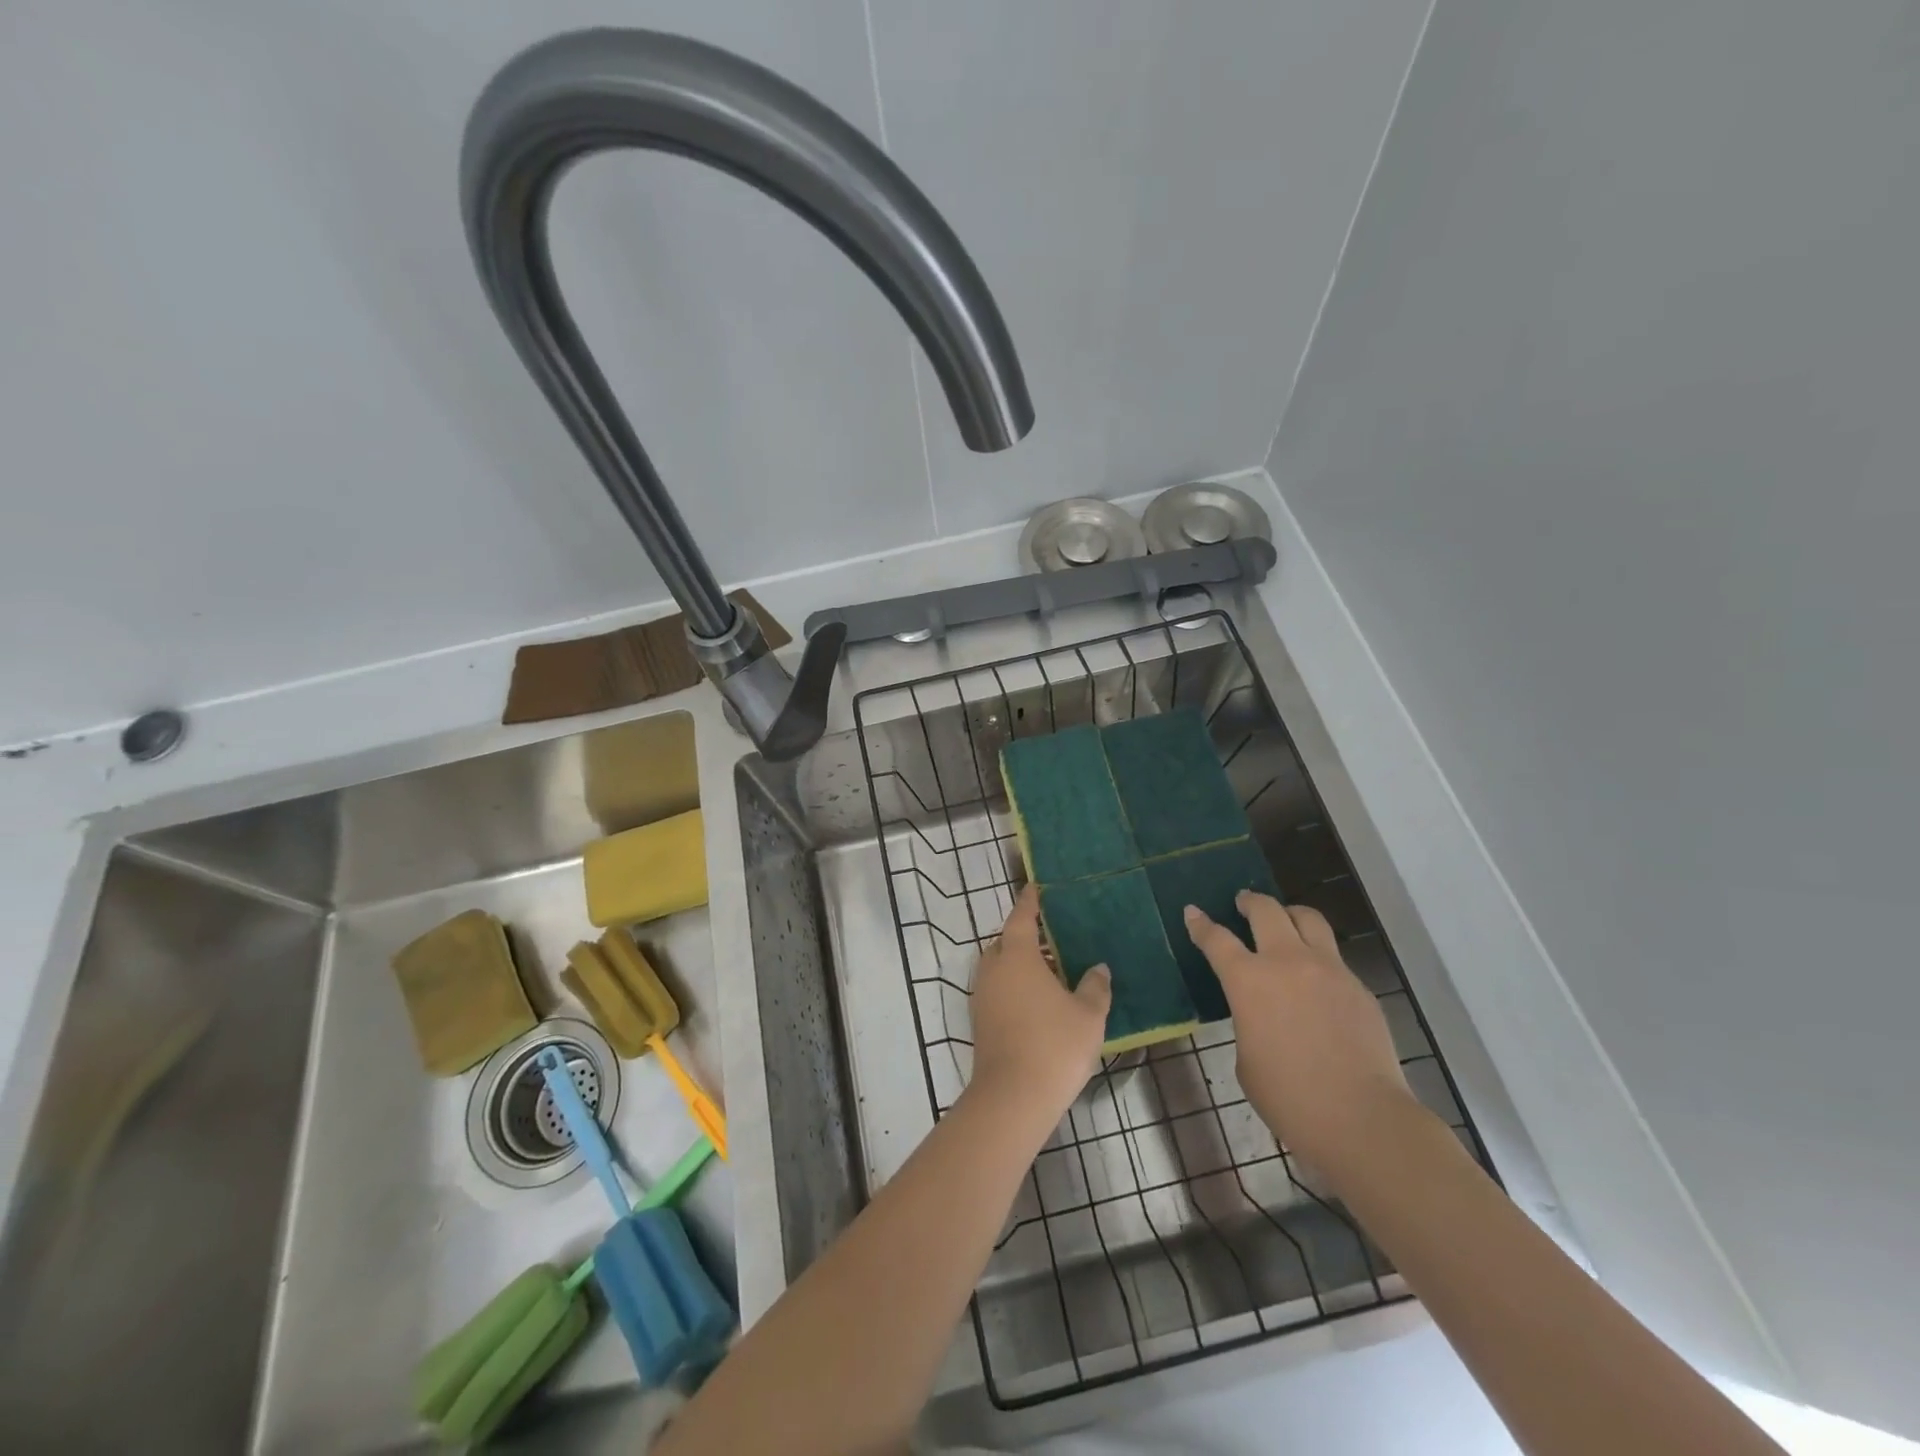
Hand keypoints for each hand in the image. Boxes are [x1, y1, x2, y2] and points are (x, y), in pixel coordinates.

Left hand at [968, 886, 1111, 1119]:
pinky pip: (998, 989)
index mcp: (1016, 955)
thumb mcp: (1088, 1014)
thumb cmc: (1054, 1045)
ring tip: (1051, 971)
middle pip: (1006, 942)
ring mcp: (982, 996)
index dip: (1029, 901)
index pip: (1021, 917)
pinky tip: (1039, 1002)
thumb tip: (1098, 969)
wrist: (1012, 1097)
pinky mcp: (980, 1021)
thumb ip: (1095, 986)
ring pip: (1000, 968)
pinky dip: (1015, 986)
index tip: (1036, 888)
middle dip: (1025, 936)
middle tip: (1053, 937)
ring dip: (1020, 964)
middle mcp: (993, 969)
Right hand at [1184, 891, 1413, 1174]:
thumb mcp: (1247, 1057)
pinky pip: (1334, 957)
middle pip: (1266, 910)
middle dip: (1250, 901)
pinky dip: (1318, 956)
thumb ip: (1249, 1020)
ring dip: (1290, 914)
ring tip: (1285, 920)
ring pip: (1308, 918)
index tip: (1193, 912)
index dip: (1201, 924)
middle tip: (1243, 902)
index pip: (1216, 939)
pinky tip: (1316, 979)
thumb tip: (1263, 1011)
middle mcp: (1287, 962)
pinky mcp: (1359, 987)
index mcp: (1248, 981)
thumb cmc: (1289, 1097)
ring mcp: (1329, 970)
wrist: (1361, 1118)